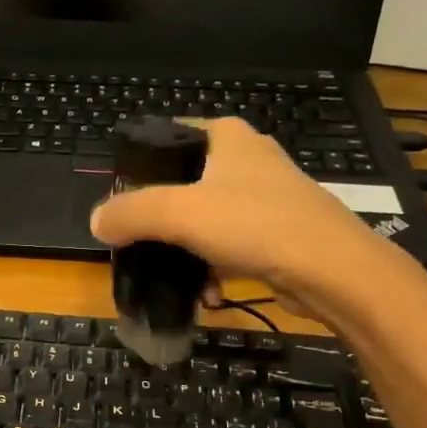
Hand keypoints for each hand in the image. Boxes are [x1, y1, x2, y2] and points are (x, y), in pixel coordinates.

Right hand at [89, 116, 420, 322]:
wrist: (330, 269)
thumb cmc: (253, 224)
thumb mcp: (178, 213)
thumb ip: (131, 213)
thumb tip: (96, 221)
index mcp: (227, 137)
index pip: (172, 134)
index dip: (142, 163)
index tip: (121, 199)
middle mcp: (248, 159)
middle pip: (186, 183)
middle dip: (161, 218)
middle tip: (140, 243)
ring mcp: (267, 196)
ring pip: (207, 219)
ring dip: (187, 251)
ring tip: (176, 279)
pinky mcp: (279, 231)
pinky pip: (231, 245)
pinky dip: (215, 266)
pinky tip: (209, 293)